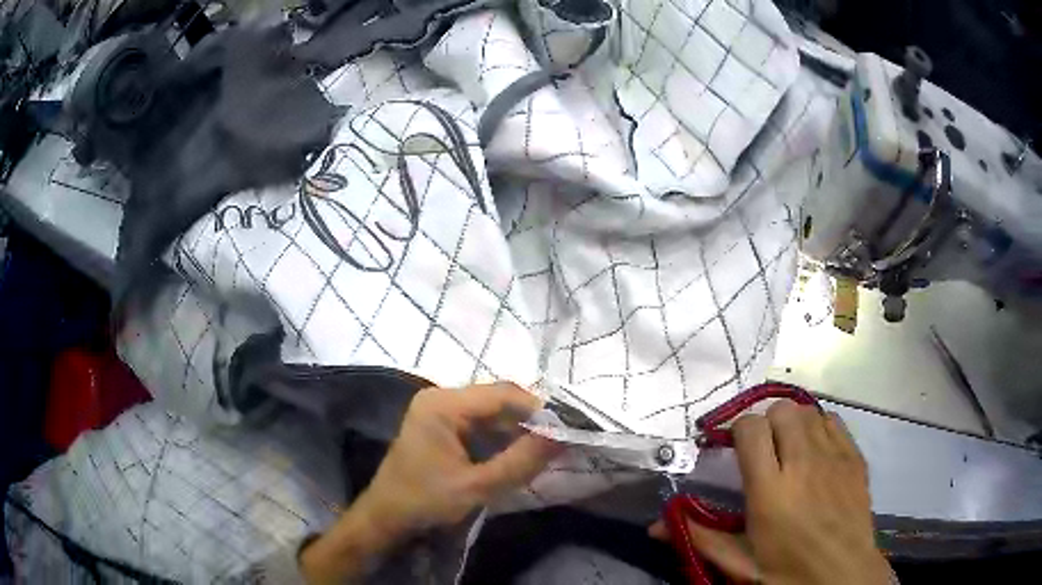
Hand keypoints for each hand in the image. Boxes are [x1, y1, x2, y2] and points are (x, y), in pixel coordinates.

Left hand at [301, 382, 560, 582]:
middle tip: (559, 442)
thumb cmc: (424, 501)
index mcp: (443, 404)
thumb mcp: (477, 487)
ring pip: (491, 412)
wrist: (385, 517)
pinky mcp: (441, 424)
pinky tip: (517, 453)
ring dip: (517, 430)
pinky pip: (480, 423)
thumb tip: (561, 436)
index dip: (538, 410)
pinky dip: (501, 437)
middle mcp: (441, 397)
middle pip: (497, 400)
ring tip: (545, 449)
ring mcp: (439, 409)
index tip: (567, 430)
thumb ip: (520, 462)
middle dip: (529, 421)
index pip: (503, 394)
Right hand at [651, 400, 891, 584]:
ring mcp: (834, 456)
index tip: (734, 448)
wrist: (843, 575)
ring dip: (792, 424)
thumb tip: (654, 526)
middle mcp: (803, 463)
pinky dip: (819, 427)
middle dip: (766, 423)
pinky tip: (816, 450)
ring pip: (807, 411)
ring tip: (789, 449)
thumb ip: (700, 538)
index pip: (750, 429)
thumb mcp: (740, 563)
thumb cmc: (787, 572)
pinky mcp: (855, 456)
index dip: (738, 431)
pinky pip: (833, 421)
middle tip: (763, 449)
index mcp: (770, 491)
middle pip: (781, 411)